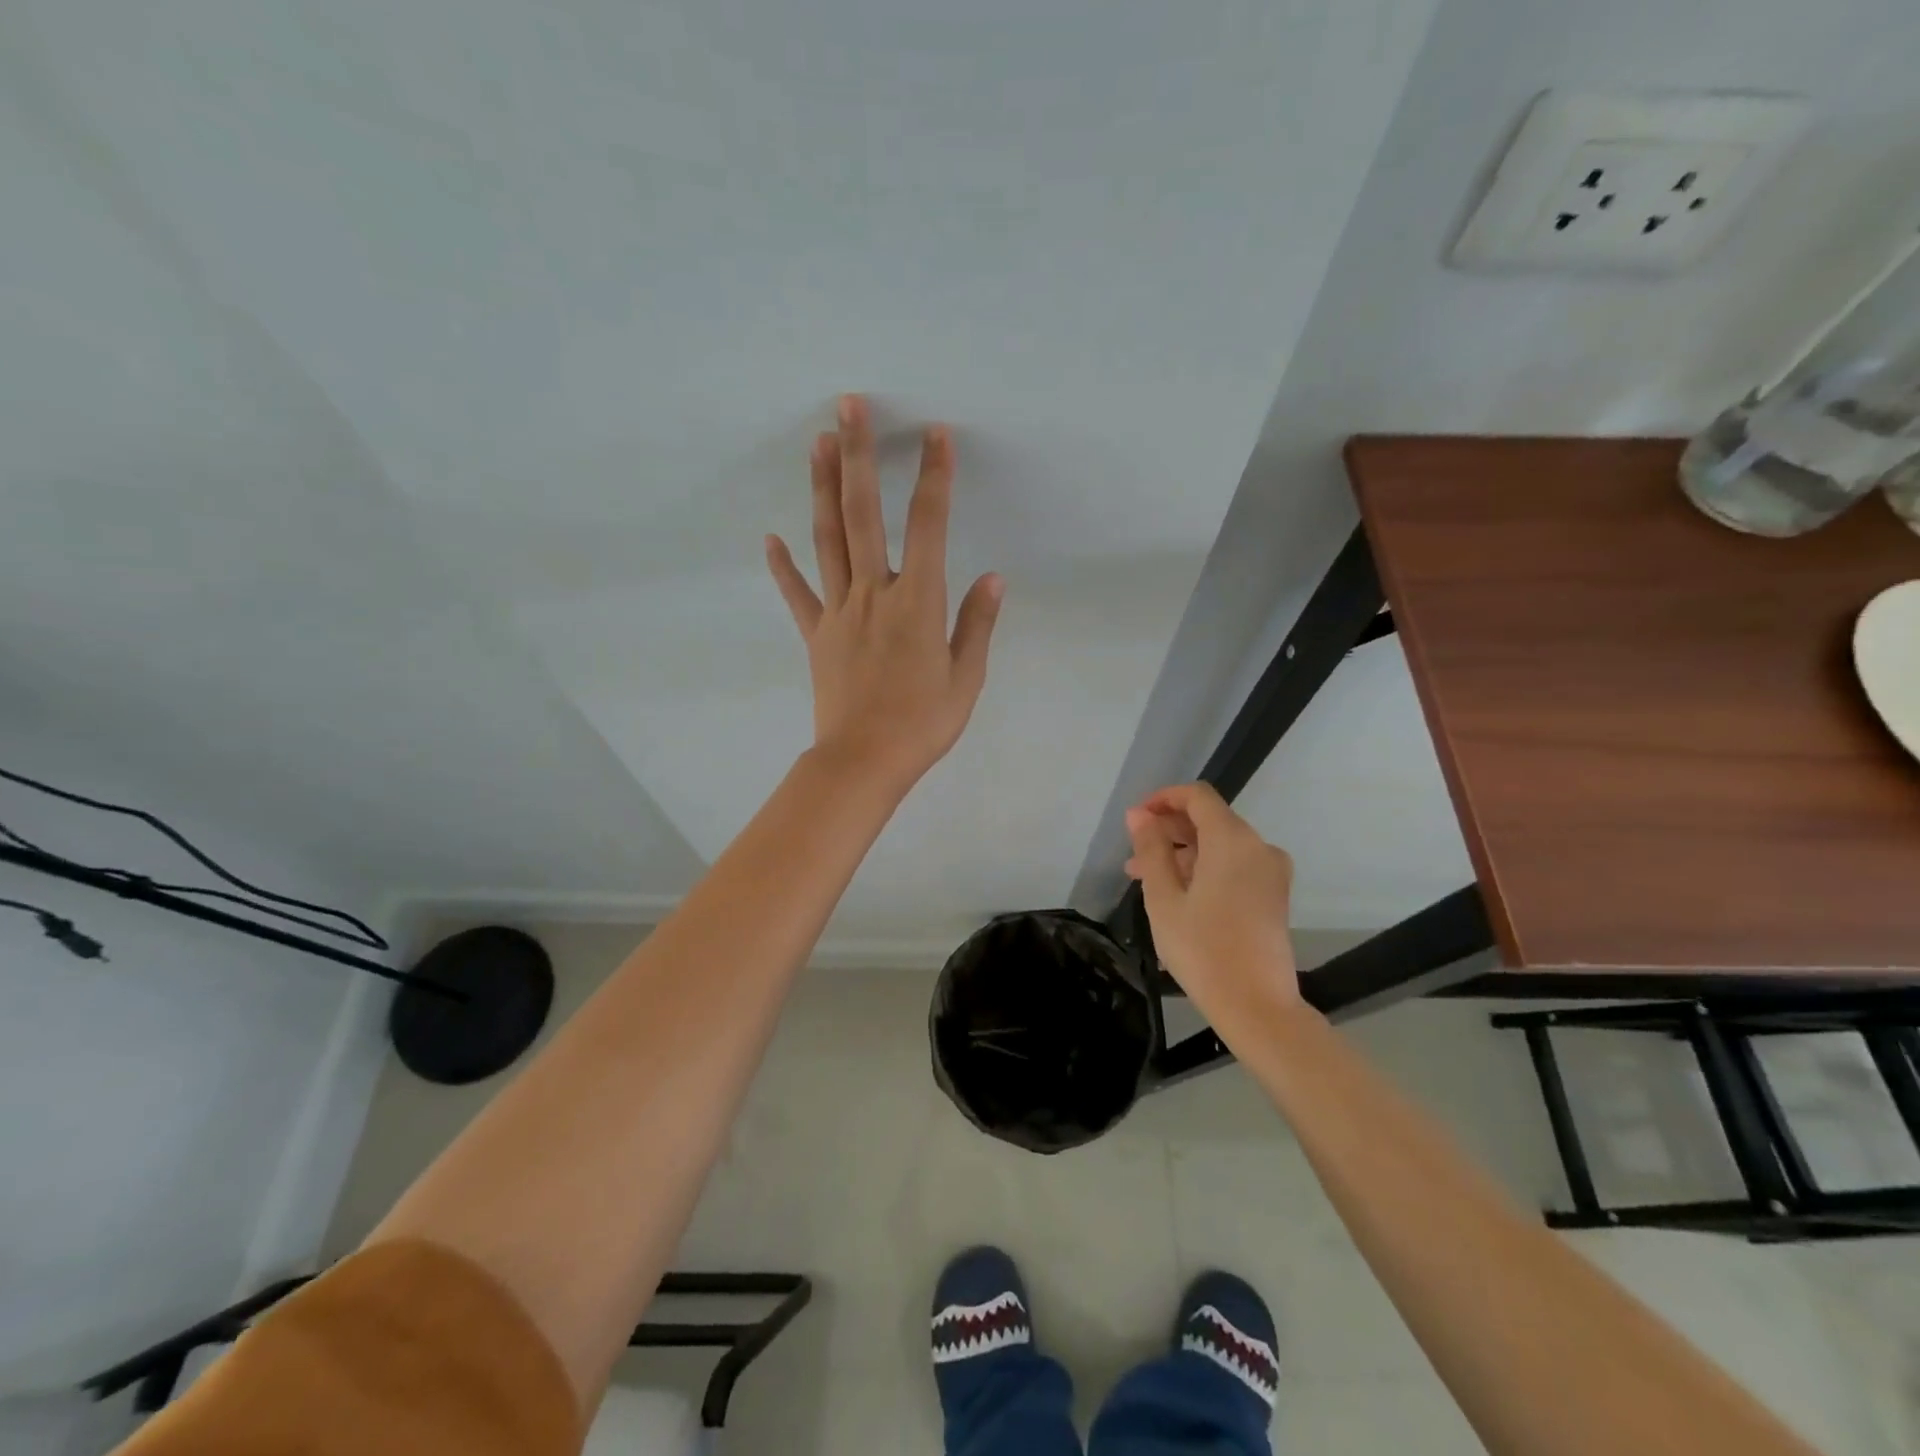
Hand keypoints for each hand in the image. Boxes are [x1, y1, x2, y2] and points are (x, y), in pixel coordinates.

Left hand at [766, 395, 1003, 792]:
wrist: (864, 762)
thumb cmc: (923, 724)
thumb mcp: (966, 678)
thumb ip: (977, 623)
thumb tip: (994, 577)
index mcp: (917, 602)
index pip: (929, 526)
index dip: (934, 478)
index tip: (936, 435)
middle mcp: (874, 594)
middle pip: (863, 514)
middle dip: (859, 456)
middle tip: (849, 406)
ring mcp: (839, 612)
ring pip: (828, 540)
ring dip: (823, 489)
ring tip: (818, 443)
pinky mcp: (816, 635)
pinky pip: (798, 595)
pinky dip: (783, 566)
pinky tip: (770, 538)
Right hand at [1125, 784, 1299, 1025]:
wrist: (1257, 1006)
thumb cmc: (1202, 949)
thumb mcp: (1164, 898)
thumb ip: (1150, 849)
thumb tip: (1139, 815)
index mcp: (1232, 840)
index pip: (1197, 797)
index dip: (1163, 799)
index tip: (1135, 820)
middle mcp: (1258, 846)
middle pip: (1209, 820)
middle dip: (1168, 831)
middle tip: (1133, 857)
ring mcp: (1270, 871)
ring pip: (1220, 845)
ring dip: (1182, 854)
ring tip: (1146, 880)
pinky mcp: (1274, 894)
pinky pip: (1234, 865)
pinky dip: (1205, 869)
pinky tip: (1178, 894)